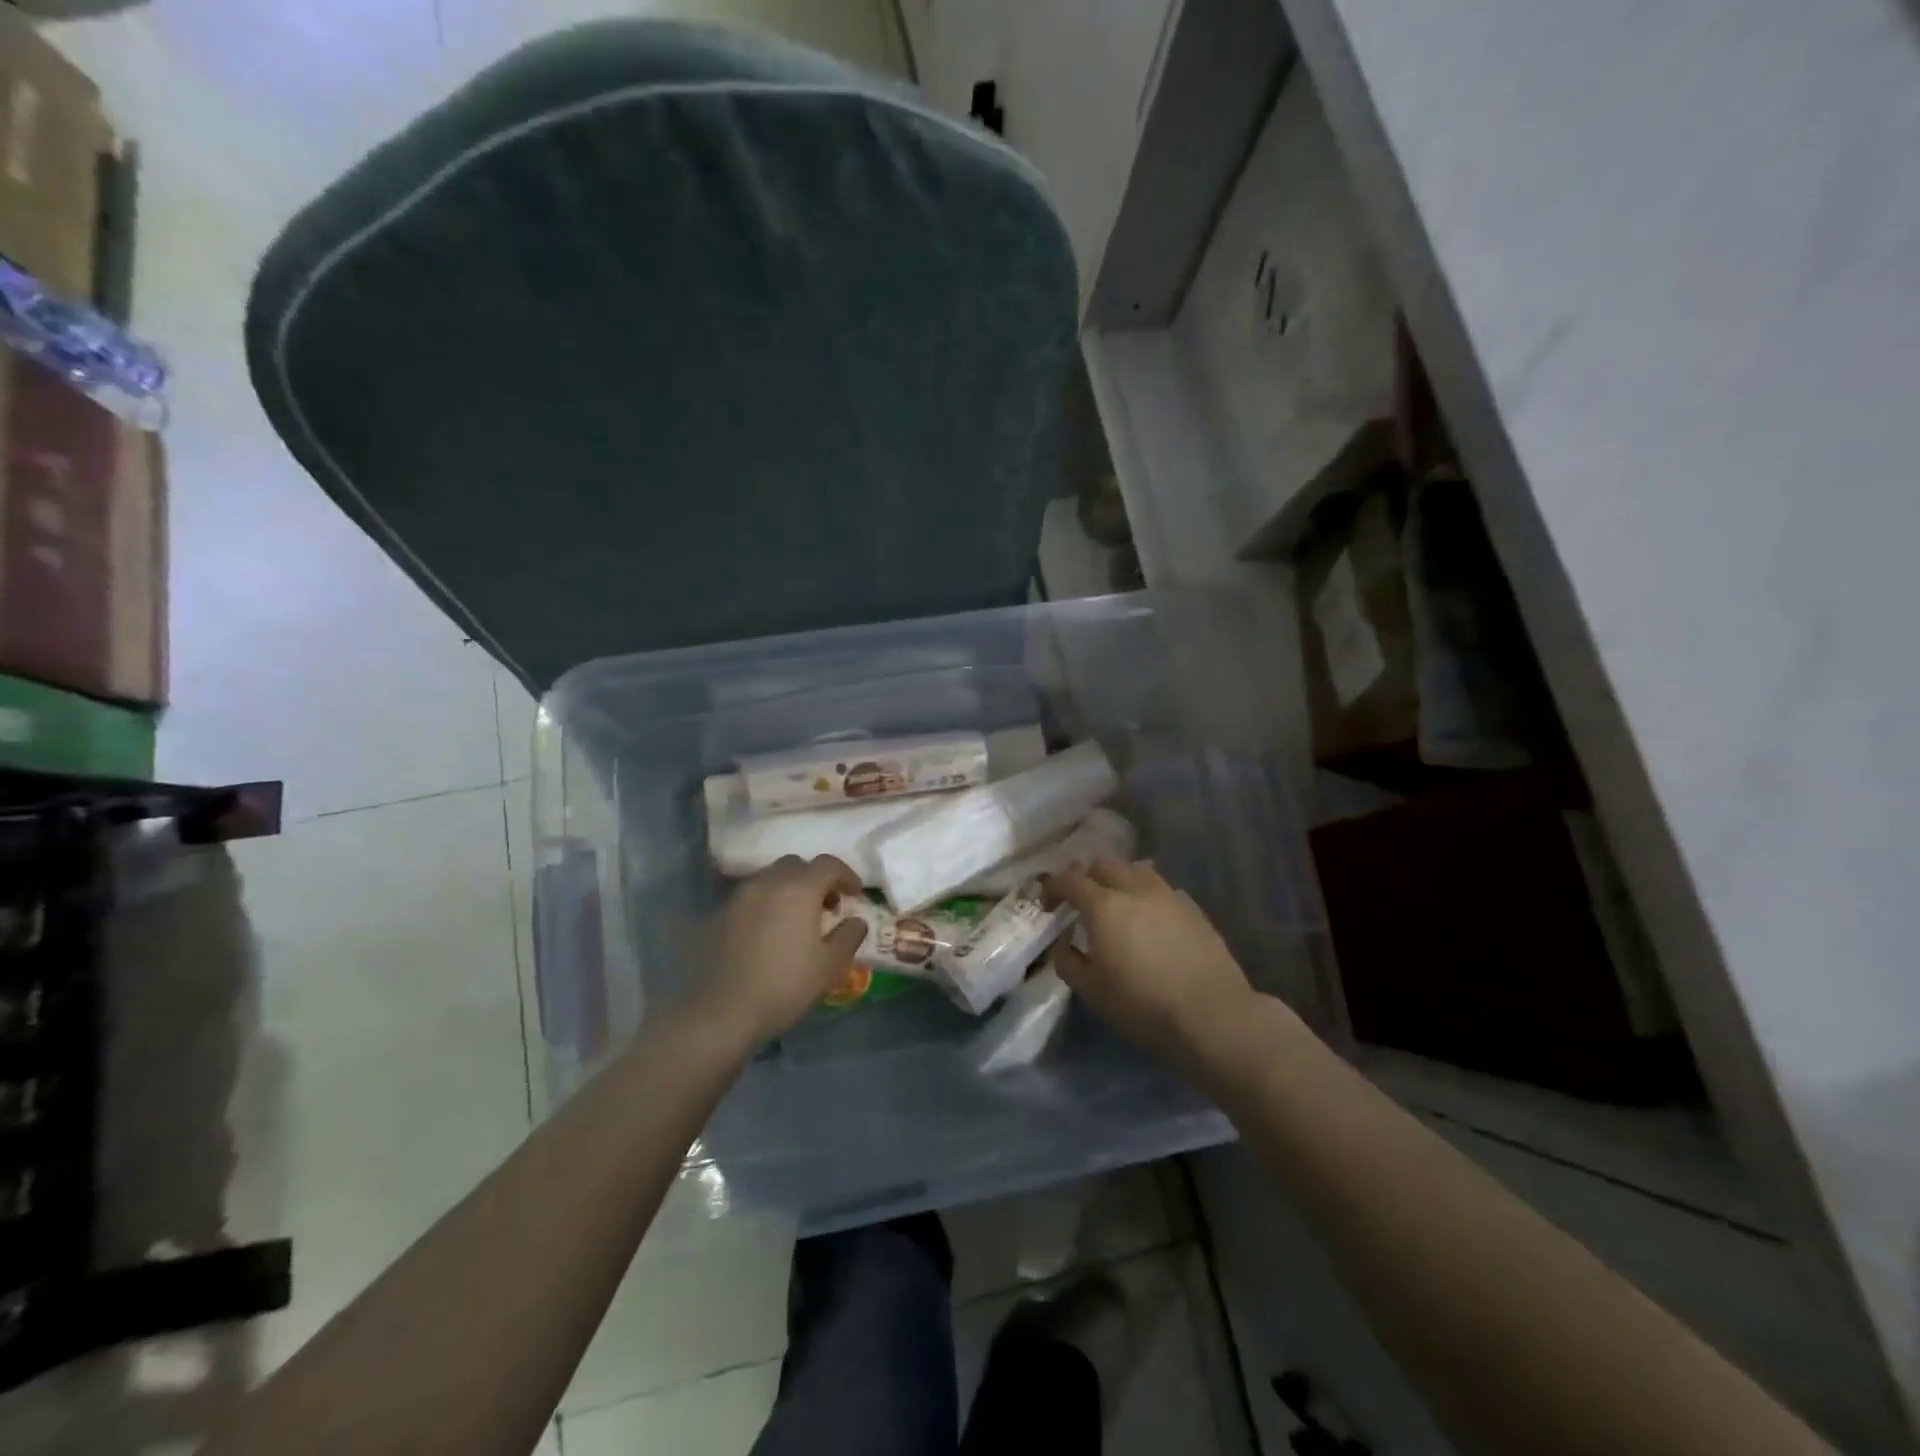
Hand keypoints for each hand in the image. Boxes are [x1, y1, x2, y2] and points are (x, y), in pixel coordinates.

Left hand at [695, 856, 868, 1046]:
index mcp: (799, 889)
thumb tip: (857, 921)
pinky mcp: (718, 915)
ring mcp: (739, 897)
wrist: (719, 1013)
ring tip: (795, 920)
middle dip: (815, 879)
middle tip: (825, 905)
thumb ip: (849, 936)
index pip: (828, 864)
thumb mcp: (829, 966)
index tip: (855, 894)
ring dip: (788, 890)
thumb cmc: (783, 986)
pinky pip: (749, 899)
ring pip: (770, 879)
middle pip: (796, 865)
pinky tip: (766, 934)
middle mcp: (767, 883)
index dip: (846, 875)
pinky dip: (765, 906)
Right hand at [1046, 857, 1255, 1067]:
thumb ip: (1068, 961)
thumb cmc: (1143, 1006)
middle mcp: (1134, 889)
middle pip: (1104, 863)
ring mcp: (1168, 895)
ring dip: (1119, 880)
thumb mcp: (1092, 991)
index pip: (1070, 879)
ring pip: (1136, 869)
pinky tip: (1150, 921)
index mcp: (1104, 906)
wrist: (1211, 1015)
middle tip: (1081, 901)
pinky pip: (1162, 889)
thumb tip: (1063, 942)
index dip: (1053, 887)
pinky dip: (1147, 896)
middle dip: (1086, 877)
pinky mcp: (1193, 908)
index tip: (1048, 904)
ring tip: (1118, 905)